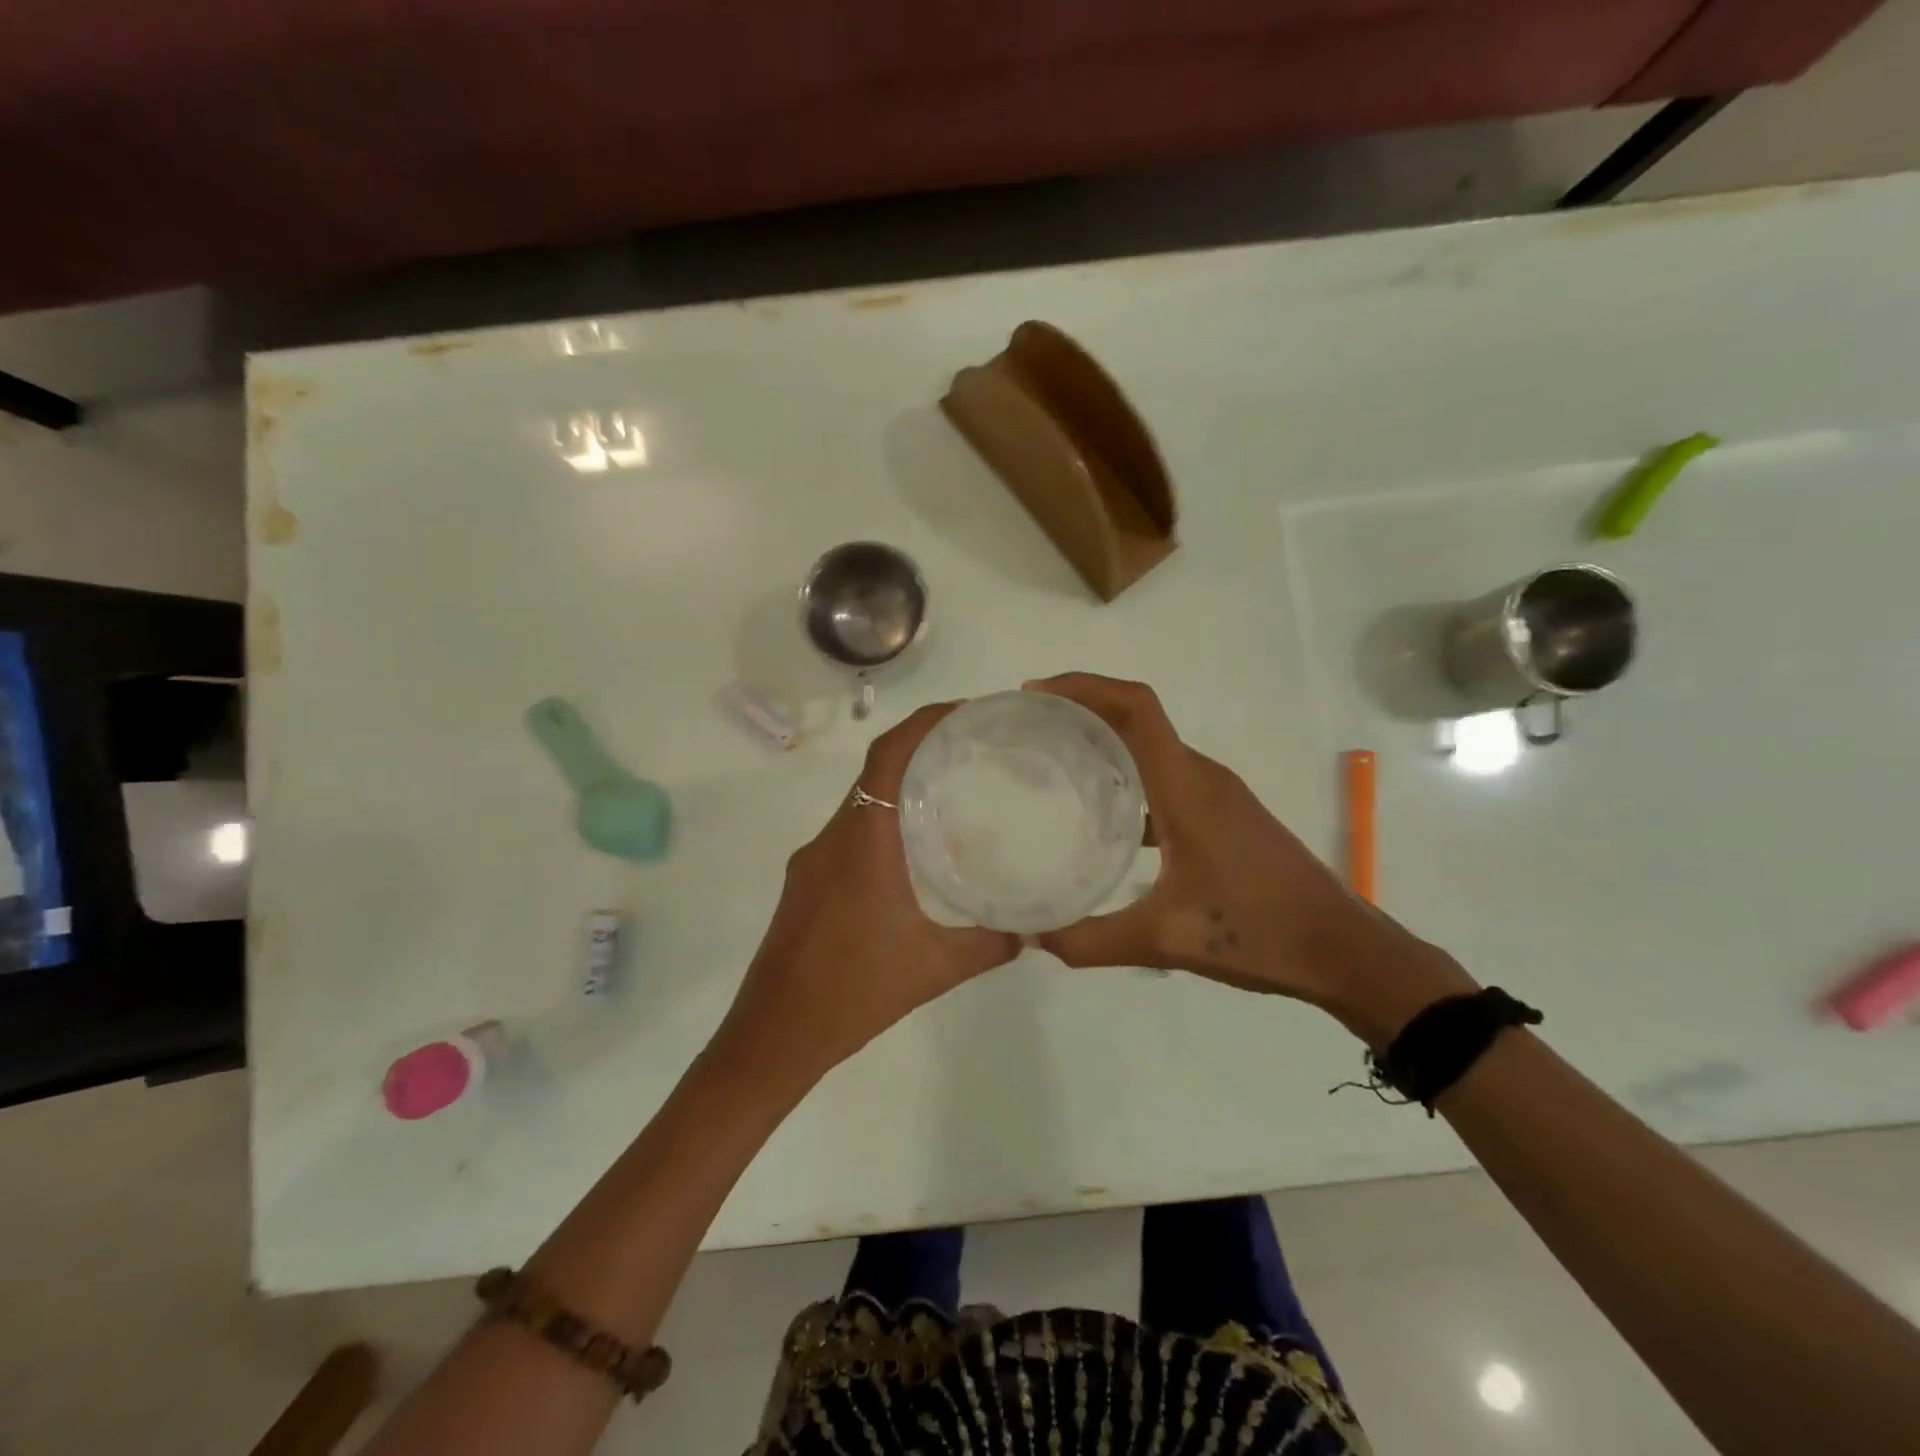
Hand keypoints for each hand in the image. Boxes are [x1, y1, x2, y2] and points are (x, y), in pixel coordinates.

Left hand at [715, 704, 1020, 1083]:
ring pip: (860, 803)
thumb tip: (1034, 930)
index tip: (964, 712)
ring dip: (899, 789)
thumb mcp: (935, 969)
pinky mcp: (804, 883)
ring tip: (951, 796)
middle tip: (972, 752)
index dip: (923, 723)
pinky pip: (848, 833)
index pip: (887, 757)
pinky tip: (913, 854)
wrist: (773, 1037)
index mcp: (862, 842)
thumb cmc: (853, 994)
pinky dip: (882, 823)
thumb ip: (990, 945)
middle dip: (920, 750)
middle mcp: (832, 839)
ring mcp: (812, 861)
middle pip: (874, 772)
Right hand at [1026, 673, 1473, 1036]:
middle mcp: (1202, 776)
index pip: (1135, 708)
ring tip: (1056, 762)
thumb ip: (1089, 940)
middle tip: (1031, 729)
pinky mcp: (1226, 814)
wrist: (1343, 949)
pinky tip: (1105, 816)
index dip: (1084, 687)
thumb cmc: (1258, 932)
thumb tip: (1028, 938)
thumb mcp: (1164, 939)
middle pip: (1138, 717)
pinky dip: (1131, 777)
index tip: (1036, 694)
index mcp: (1187, 787)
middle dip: (1084, 708)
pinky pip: (1168, 777)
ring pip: (1154, 747)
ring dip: (1107, 740)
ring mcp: (1218, 794)